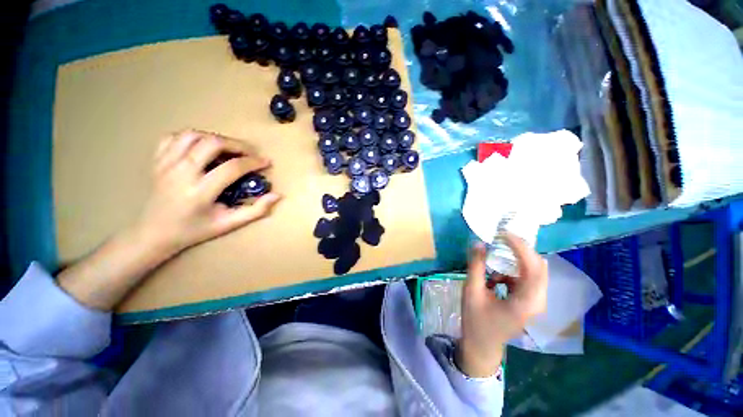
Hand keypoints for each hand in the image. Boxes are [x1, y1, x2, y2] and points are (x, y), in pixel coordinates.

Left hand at [58, 129, 280, 309]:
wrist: (153, 233)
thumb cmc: (194, 230)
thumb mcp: (229, 224)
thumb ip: (256, 211)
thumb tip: (277, 196)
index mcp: (199, 192)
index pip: (232, 167)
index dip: (253, 162)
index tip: (266, 162)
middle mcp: (181, 174)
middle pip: (212, 143)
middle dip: (237, 144)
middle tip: (250, 153)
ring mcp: (166, 164)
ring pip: (193, 135)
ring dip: (216, 138)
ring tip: (229, 149)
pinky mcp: (158, 161)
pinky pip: (174, 137)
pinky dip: (192, 137)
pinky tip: (202, 146)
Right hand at [455, 234, 547, 376]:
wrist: (482, 344)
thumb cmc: (476, 320)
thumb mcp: (472, 291)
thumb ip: (476, 266)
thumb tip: (479, 243)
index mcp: (526, 302)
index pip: (533, 268)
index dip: (521, 248)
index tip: (504, 234)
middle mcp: (538, 301)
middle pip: (538, 267)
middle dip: (521, 250)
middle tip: (501, 238)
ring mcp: (536, 301)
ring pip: (534, 271)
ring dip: (516, 259)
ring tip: (495, 256)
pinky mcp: (530, 300)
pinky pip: (526, 277)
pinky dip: (512, 270)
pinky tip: (495, 277)